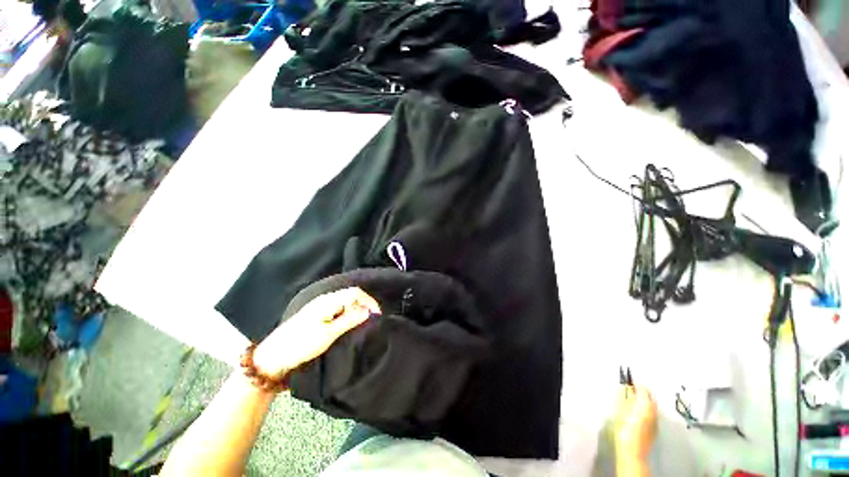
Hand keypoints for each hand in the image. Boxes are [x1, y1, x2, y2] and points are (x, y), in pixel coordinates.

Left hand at [252, 287, 380, 376]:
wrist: (272, 357)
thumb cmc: (301, 345)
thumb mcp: (329, 334)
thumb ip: (350, 320)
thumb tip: (368, 311)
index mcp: (328, 301)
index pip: (355, 293)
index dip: (369, 301)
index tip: (377, 315)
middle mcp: (325, 300)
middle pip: (351, 295)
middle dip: (364, 305)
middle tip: (371, 320)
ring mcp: (320, 307)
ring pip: (345, 302)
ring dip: (356, 309)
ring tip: (363, 323)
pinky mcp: (316, 315)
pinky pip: (338, 308)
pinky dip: (347, 313)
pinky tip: (348, 323)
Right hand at [613, 385, 657, 462]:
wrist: (633, 451)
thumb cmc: (624, 428)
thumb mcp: (620, 410)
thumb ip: (624, 398)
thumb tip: (625, 388)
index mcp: (645, 404)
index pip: (642, 388)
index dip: (635, 384)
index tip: (627, 382)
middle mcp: (654, 410)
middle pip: (650, 396)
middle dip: (642, 391)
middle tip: (631, 389)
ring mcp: (656, 420)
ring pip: (652, 405)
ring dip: (644, 400)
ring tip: (633, 400)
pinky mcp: (655, 428)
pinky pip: (652, 413)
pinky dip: (645, 409)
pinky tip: (637, 413)